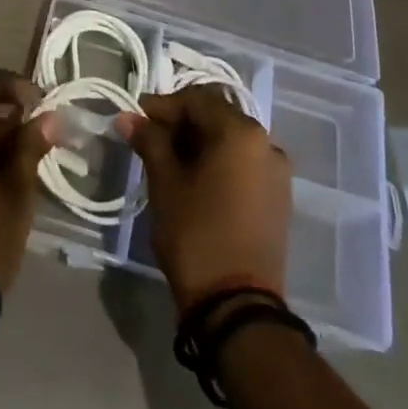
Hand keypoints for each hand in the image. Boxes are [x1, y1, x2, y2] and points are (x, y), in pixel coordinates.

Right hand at [121, 87, 291, 312]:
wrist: (238, 308)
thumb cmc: (197, 234)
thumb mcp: (165, 183)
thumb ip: (150, 141)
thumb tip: (129, 117)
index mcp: (241, 132)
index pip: (196, 100)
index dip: (163, 105)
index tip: (136, 118)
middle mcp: (266, 143)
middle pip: (217, 116)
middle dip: (182, 122)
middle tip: (150, 137)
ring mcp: (277, 172)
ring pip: (231, 140)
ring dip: (200, 142)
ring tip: (169, 159)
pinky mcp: (278, 198)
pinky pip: (244, 163)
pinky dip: (219, 162)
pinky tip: (195, 178)